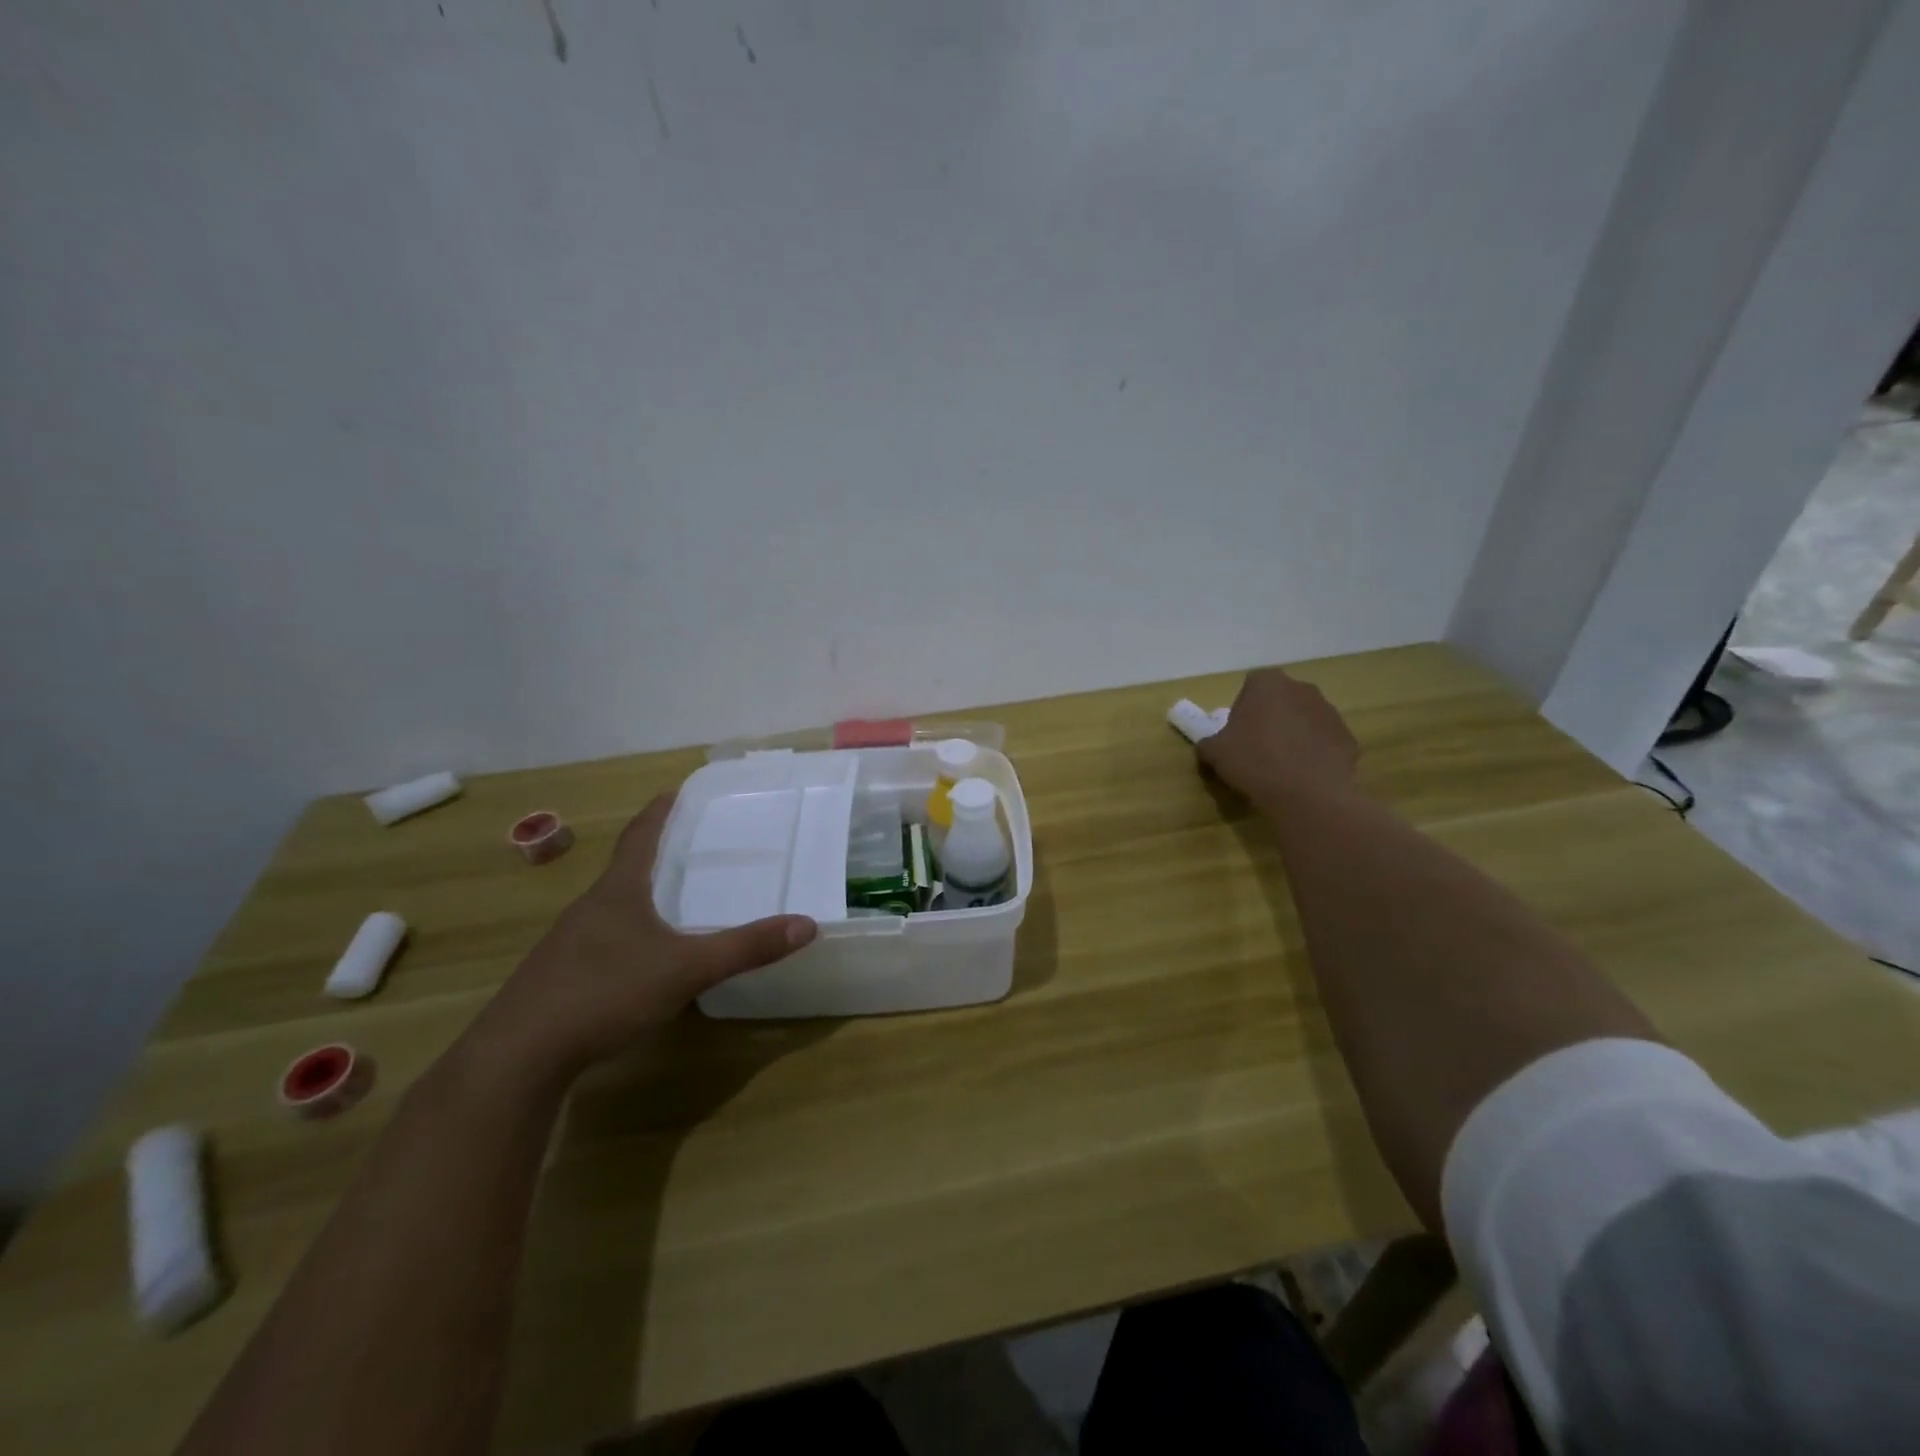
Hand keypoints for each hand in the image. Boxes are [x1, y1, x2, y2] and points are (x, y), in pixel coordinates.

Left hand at [467, 792, 817, 1081]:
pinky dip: (626, 934)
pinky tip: (640, 959)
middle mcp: (589, 908)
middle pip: (625, 868)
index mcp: (617, 892)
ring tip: (670, 898)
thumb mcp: (686, 969)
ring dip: (639, 895)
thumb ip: (745, 947)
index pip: (640, 836)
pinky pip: (600, 941)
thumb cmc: (604, 993)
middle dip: (655, 853)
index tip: (675, 789)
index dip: (660, 811)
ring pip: (610, 907)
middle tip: (690, 844)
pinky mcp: (557, 978)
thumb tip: (806, 924)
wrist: (518, 1057)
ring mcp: (567, 944)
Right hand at [1198, 667, 1360, 804]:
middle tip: (1257, 748)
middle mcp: (1301, 688)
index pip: (1250, 686)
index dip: (1242, 709)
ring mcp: (1329, 711)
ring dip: (1293, 734)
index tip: (1237, 733)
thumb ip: (1208, 742)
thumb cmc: (1254, 761)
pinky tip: (1303, 775)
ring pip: (1304, 719)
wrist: (1307, 793)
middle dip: (1270, 718)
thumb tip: (1210, 745)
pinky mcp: (1347, 737)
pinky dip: (1314, 753)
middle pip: (1280, 700)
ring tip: (1281, 766)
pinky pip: (1324, 741)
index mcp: (1267, 683)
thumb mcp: (1214, 752)